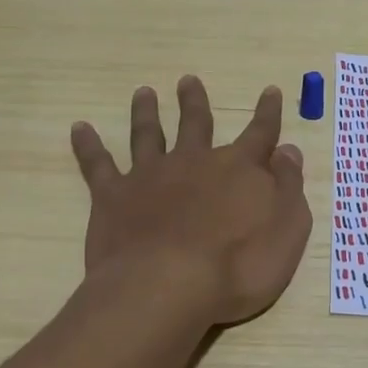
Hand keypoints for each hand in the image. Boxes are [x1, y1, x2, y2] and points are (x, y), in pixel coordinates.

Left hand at [70, 77, 311, 327]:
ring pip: (148, 135)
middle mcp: (194, 161)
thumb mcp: (287, 228)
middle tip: (188, 80)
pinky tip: (79, 128)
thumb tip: (287, 150)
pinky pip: (97, 165)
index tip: (270, 90)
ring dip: (146, 112)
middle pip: (196, 123)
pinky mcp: (113, 197)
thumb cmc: (240, 266)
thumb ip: (288, 186)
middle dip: (194, 102)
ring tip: (143, 93)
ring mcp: (151, 176)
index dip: (268, 113)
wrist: (169, 287)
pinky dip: (88, 145)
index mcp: (239, 169)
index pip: (260, 133)